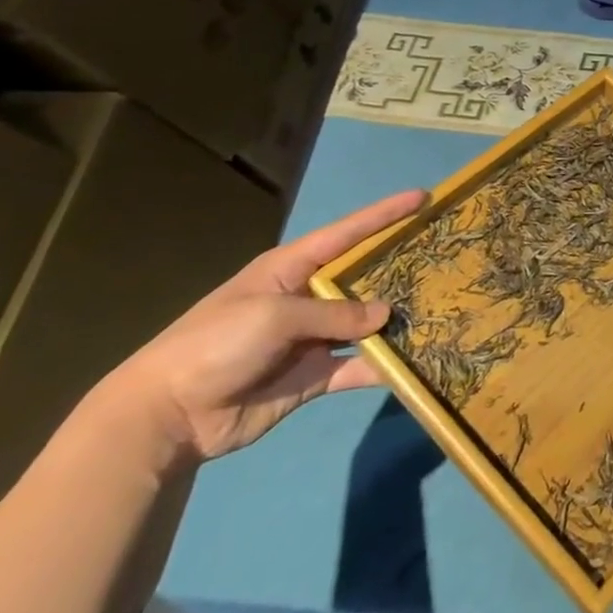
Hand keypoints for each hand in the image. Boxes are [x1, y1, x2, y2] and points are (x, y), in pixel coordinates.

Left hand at [95, 189, 426, 463]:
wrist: (167, 416)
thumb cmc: (216, 344)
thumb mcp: (274, 316)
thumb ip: (334, 315)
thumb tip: (386, 316)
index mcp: (292, 268)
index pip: (348, 233)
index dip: (385, 214)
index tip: (423, 197)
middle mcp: (308, 297)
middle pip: (364, 277)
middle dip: (400, 266)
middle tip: (444, 257)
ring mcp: (312, 338)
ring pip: (367, 323)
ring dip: (397, 320)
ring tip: (441, 309)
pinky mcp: (314, 376)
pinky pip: (357, 366)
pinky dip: (382, 367)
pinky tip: (414, 364)